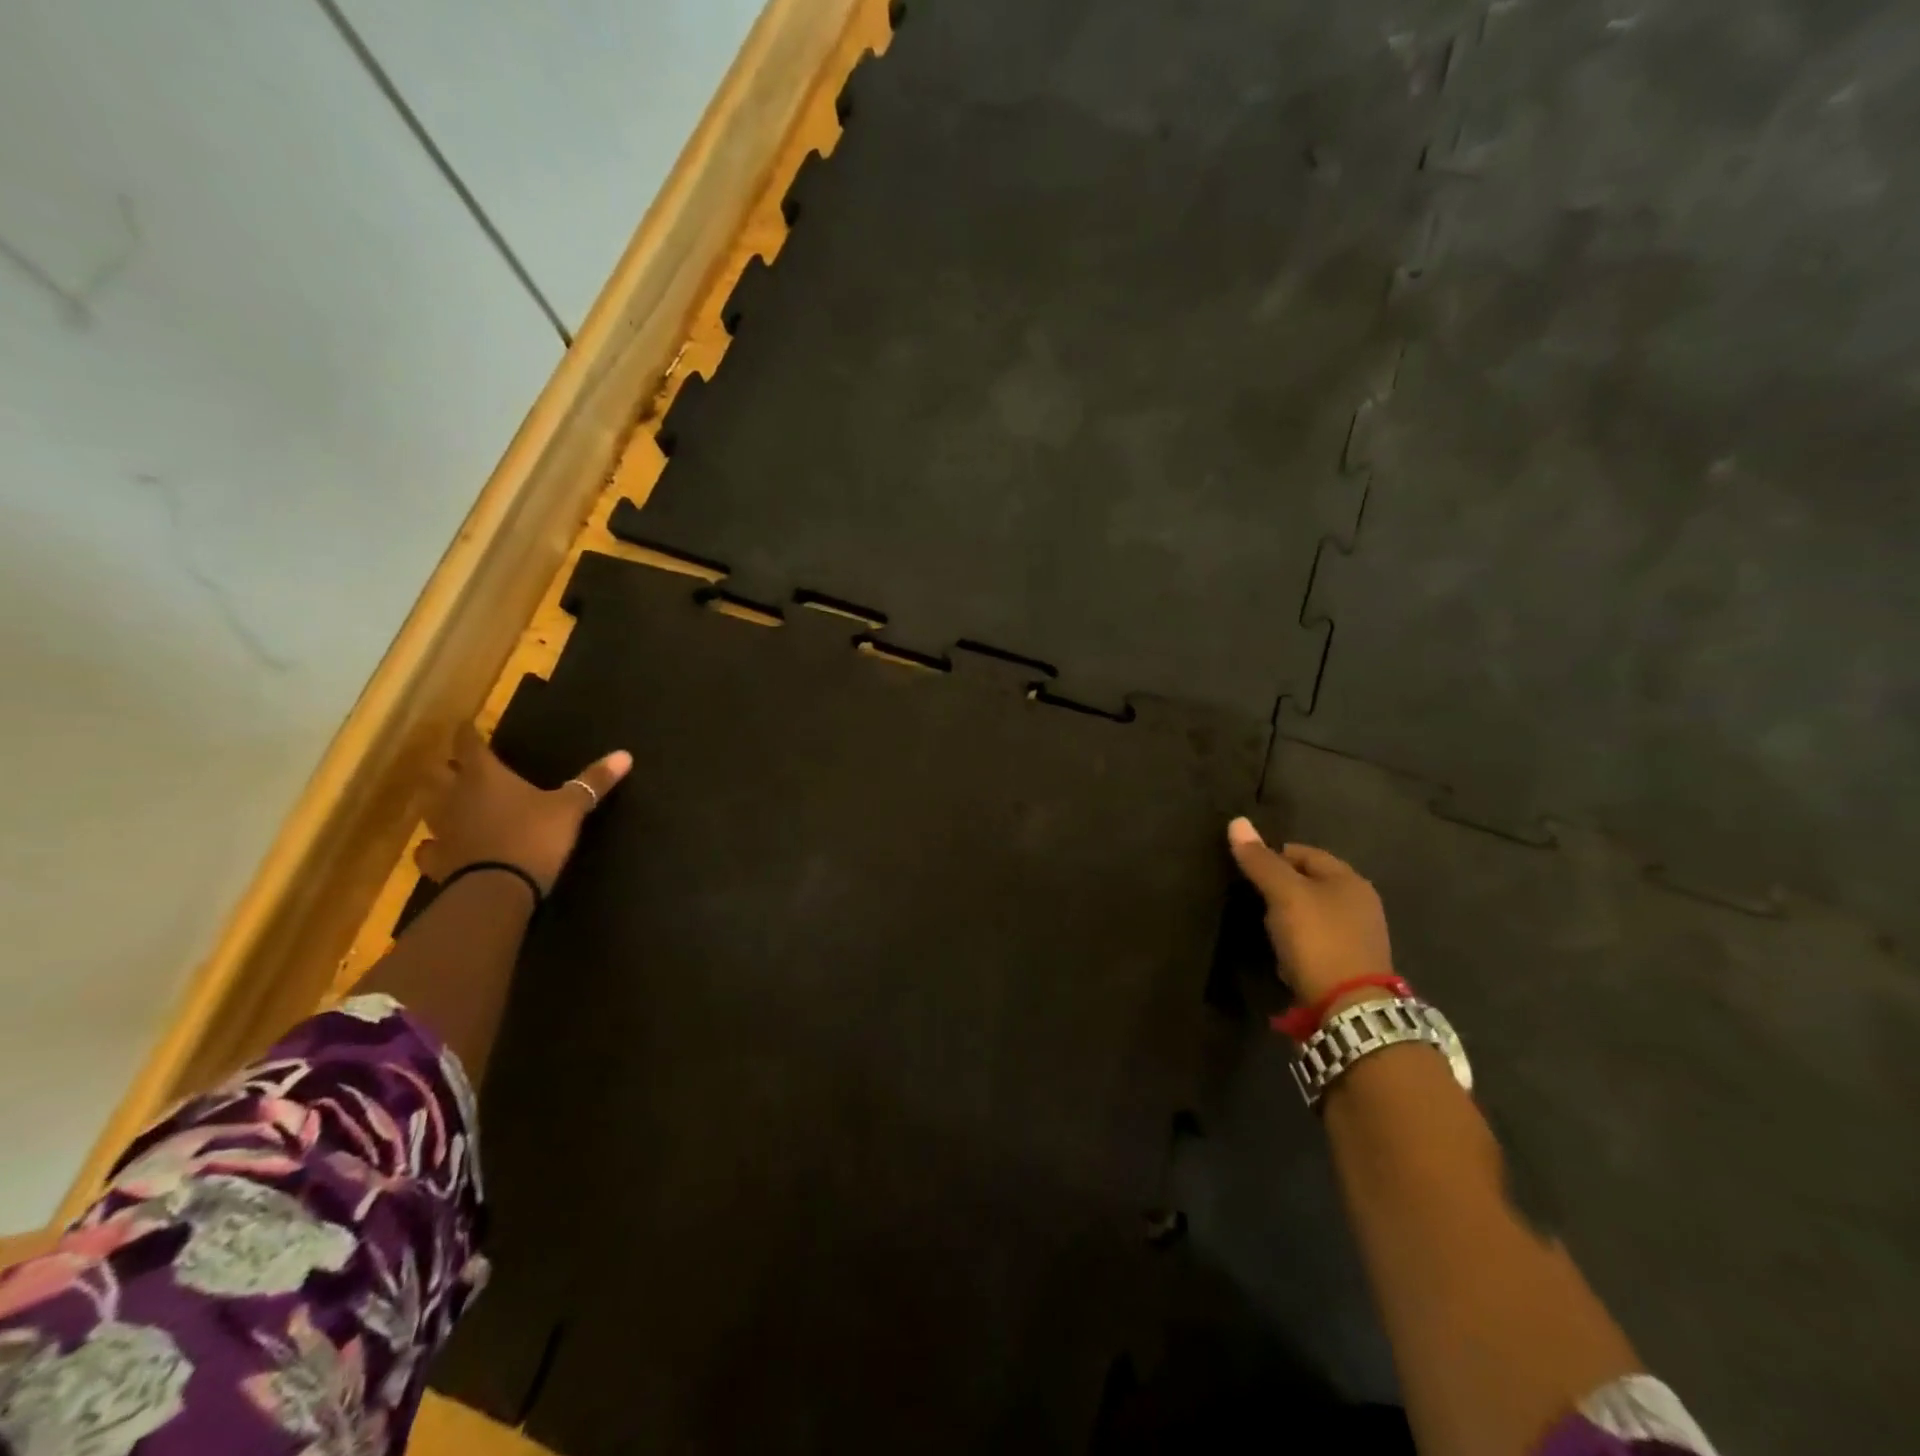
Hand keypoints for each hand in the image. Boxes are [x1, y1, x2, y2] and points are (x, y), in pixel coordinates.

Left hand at [417, 725, 633, 893]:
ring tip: (446, 800)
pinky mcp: (437, 860)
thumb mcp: (571, 808)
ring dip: (435, 800)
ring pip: (427, 806)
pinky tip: (440, 846)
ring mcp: (441, 829)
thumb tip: (625, 755)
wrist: (498, 889)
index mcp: (485, 776)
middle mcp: (455, 796)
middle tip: (455, 763)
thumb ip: (593, 782)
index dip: (468, 733)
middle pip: (436, 772)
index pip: (469, 745)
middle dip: (444, 765)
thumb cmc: (535, 837)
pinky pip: (428, 848)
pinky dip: (433, 844)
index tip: (467, 725)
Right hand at [1226, 817, 1394, 1003]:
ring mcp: (1359, 936)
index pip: (1303, 852)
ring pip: (1313, 912)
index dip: (1272, 856)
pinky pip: (1318, 939)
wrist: (1349, 1009)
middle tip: (1253, 899)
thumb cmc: (1318, 940)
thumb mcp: (1284, 895)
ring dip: (1289, 915)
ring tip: (1265, 927)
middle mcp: (1361, 903)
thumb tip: (1237, 821)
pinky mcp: (1351, 964)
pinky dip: (1299, 940)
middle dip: (1281, 887)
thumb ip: (1261, 861)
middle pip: (1309, 882)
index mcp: (1350, 880)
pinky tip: (1285, 952)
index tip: (1246, 872)